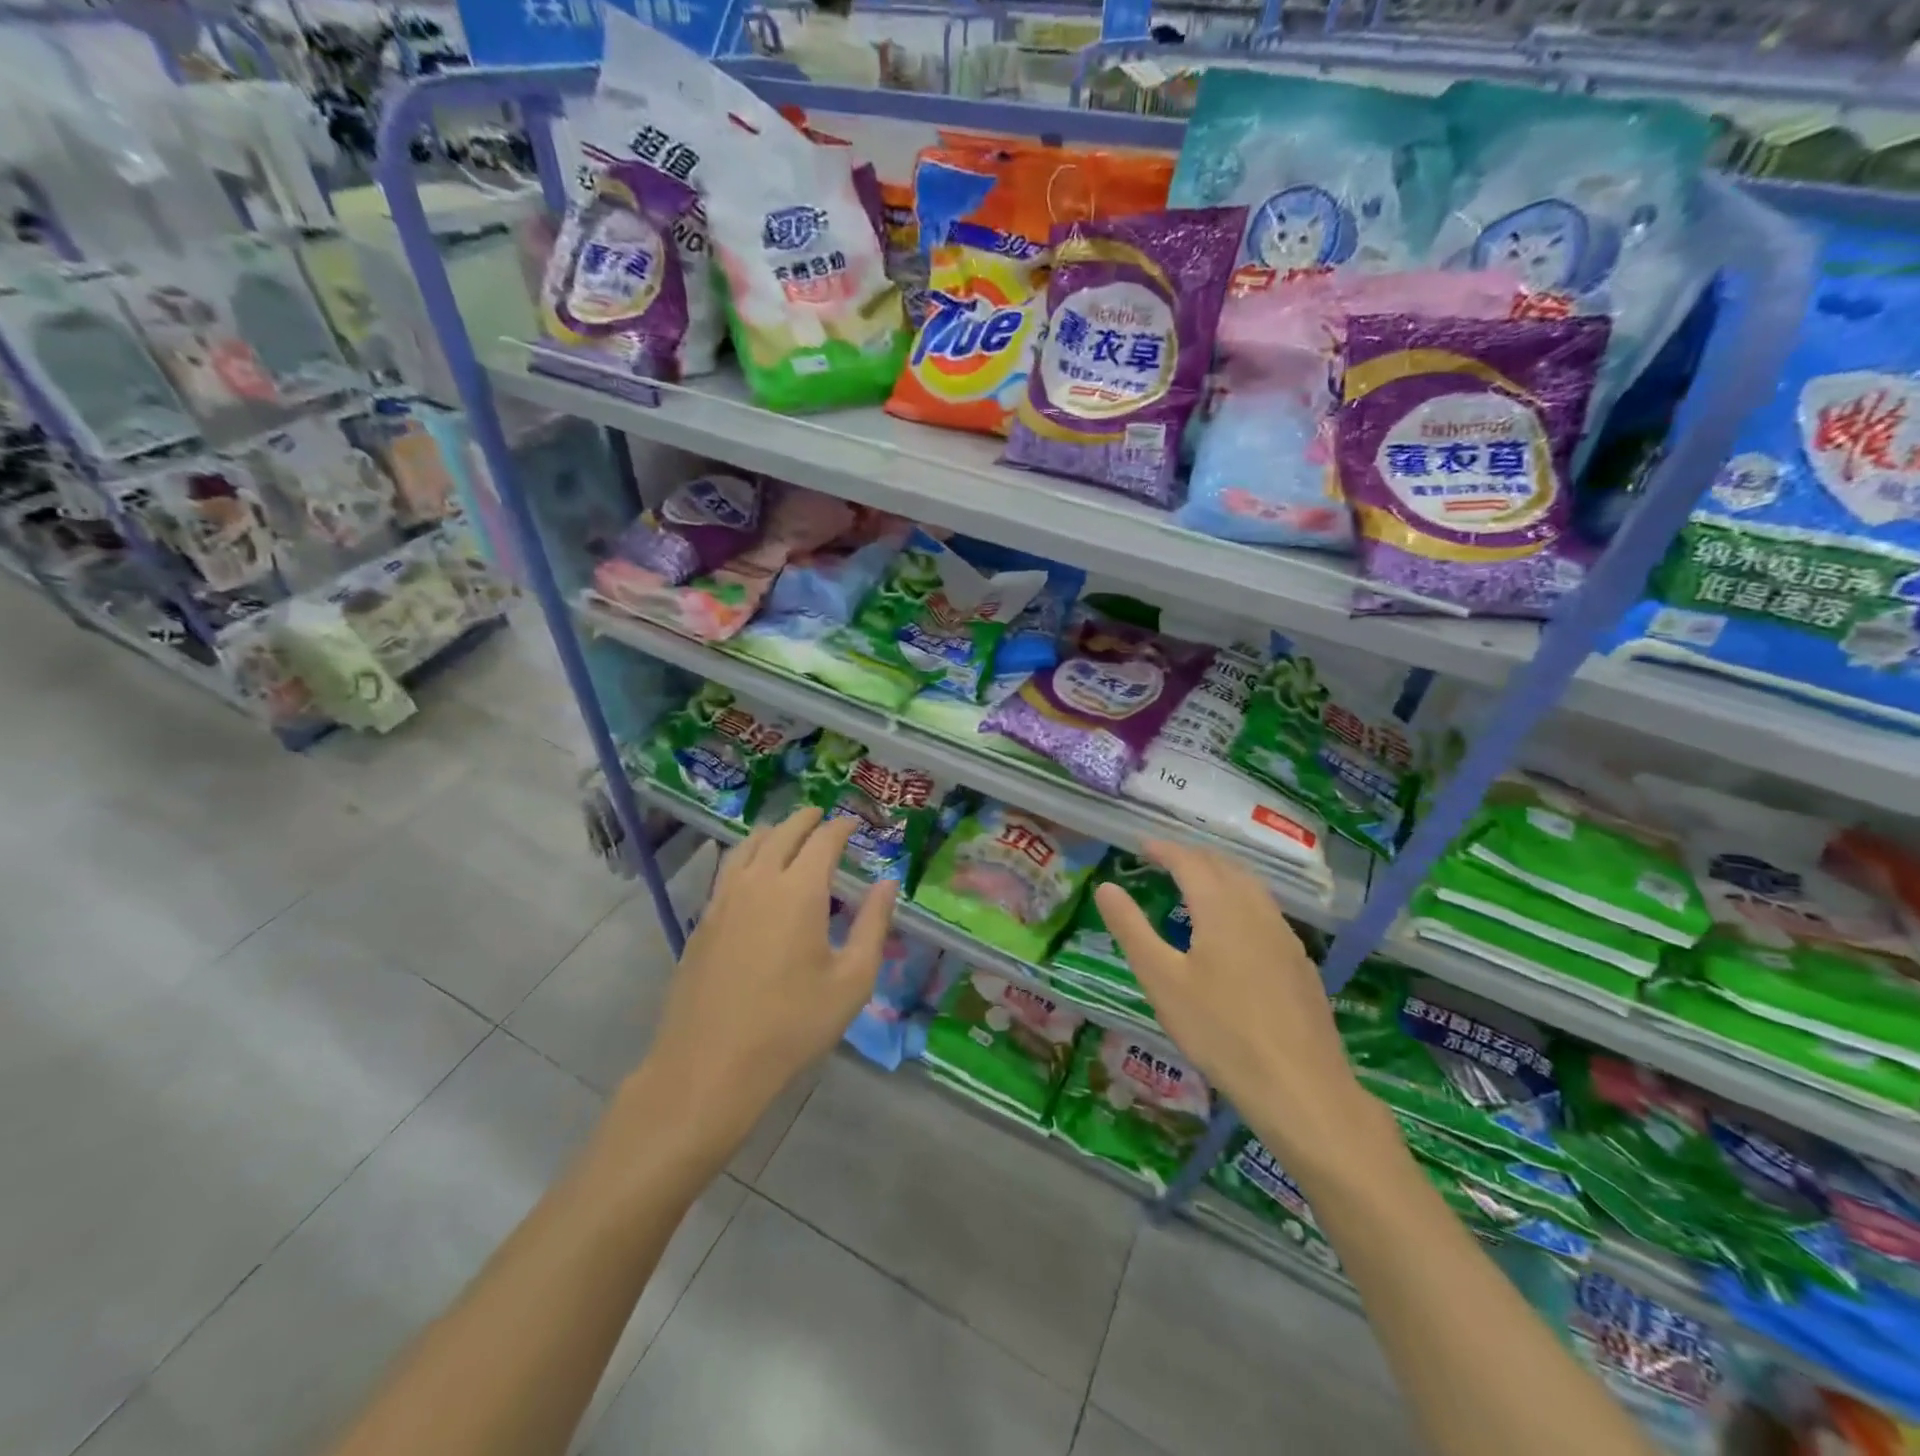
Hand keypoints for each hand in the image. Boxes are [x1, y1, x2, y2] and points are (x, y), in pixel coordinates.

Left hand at [629, 808, 897, 1170]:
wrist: (709, 1066)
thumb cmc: (791, 1026)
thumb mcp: (851, 981)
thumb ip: (873, 925)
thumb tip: (888, 884)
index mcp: (799, 891)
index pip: (823, 840)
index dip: (841, 826)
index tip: (854, 823)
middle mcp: (759, 882)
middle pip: (782, 833)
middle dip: (806, 819)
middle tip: (822, 815)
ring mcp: (724, 899)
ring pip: (748, 847)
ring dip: (772, 832)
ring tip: (786, 832)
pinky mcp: (703, 921)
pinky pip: (727, 869)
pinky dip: (746, 855)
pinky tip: (751, 871)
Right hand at [1094, 840, 1375, 1174]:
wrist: (1301, 1087)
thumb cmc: (1220, 1031)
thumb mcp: (1161, 980)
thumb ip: (1131, 929)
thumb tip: (1106, 887)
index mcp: (1220, 907)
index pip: (1190, 861)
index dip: (1164, 849)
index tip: (1142, 846)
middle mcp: (1257, 910)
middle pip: (1224, 866)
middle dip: (1193, 857)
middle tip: (1165, 861)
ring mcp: (1285, 936)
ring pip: (1251, 887)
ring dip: (1221, 875)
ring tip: (1197, 885)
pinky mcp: (1301, 963)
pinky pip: (1266, 911)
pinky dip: (1241, 900)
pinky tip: (1235, 929)